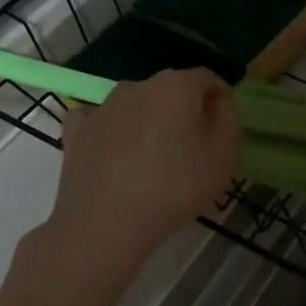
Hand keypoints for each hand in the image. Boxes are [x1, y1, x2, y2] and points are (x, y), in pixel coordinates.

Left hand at [47, 69, 239, 271]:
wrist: (104, 225)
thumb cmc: (173, 188)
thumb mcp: (222, 157)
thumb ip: (228, 120)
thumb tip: (218, 103)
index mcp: (176, 86)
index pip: (208, 80)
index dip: (220, 100)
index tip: (223, 129)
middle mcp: (138, 86)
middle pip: (171, 91)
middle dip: (185, 112)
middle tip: (192, 149)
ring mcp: (103, 106)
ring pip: (137, 105)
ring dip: (150, 122)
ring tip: (154, 160)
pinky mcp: (77, 130)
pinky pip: (101, 120)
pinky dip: (112, 131)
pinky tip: (116, 153)